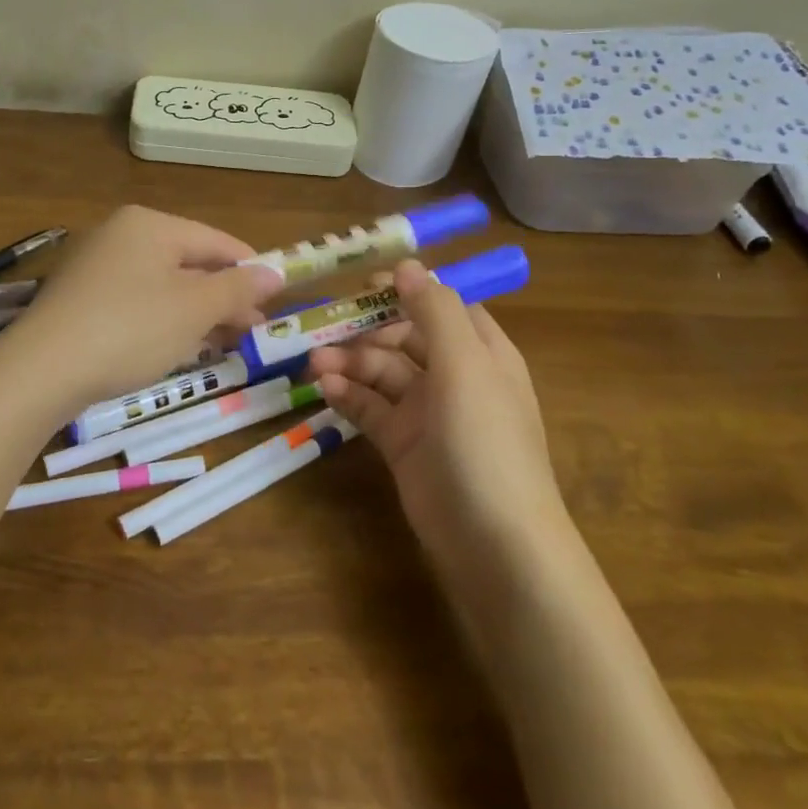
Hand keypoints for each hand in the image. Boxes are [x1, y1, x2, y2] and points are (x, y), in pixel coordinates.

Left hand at [0, 205, 282, 416]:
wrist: (40, 370)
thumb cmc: (130, 329)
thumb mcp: (194, 309)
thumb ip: (237, 287)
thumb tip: (274, 272)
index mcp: (149, 224)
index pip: (215, 240)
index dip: (250, 268)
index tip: (277, 300)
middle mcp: (119, 233)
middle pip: (188, 261)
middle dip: (223, 296)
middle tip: (252, 330)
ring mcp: (94, 264)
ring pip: (161, 284)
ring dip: (196, 312)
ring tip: (222, 343)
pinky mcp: (78, 297)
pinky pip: (134, 300)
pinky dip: (161, 320)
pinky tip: (175, 347)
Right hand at [307, 259, 561, 551]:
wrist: (493, 543)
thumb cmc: (484, 441)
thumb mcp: (464, 365)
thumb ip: (434, 310)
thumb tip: (407, 265)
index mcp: (481, 352)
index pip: (442, 305)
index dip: (406, 290)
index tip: (362, 283)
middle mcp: (455, 376)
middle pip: (404, 337)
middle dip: (365, 330)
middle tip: (324, 329)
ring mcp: (428, 413)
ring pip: (382, 372)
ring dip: (349, 362)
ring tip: (314, 364)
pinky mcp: (403, 445)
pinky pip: (371, 408)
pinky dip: (348, 395)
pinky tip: (325, 390)